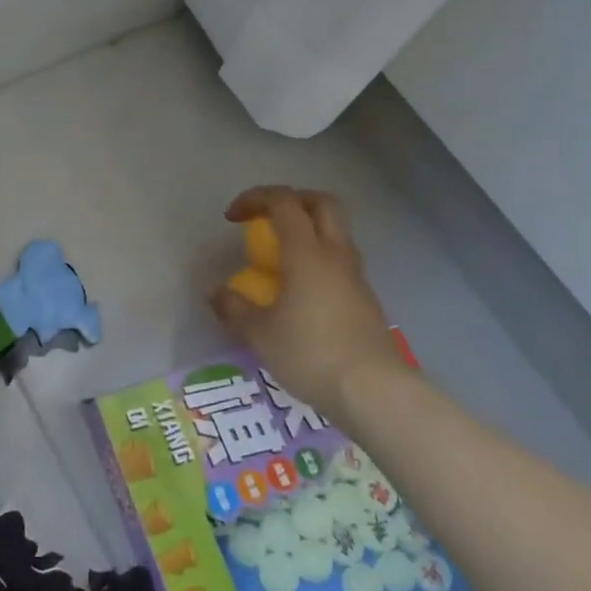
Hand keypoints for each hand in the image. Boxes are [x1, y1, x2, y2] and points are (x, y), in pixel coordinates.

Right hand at [208, 185, 403, 415]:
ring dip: (307, 231)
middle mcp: (335, 255)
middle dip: (291, 200)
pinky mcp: (365, 299)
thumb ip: (234, 308)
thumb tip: (216, 293)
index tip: (232, 217)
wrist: (375, 392)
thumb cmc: (311, 353)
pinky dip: (317, 260)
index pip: (284, 202)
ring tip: (280, 257)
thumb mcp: (260, 333)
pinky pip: (339, 262)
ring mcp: (355, 277)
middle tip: (266, 218)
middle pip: (321, 203)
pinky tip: (299, 292)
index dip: (255, 198)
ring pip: (335, 232)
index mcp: (307, 252)